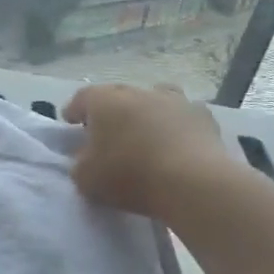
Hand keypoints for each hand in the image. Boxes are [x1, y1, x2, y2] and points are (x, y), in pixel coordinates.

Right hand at [63, 83, 232, 219]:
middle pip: (117, 96)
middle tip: (108, 133)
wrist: (193, 182)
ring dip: (146, 111)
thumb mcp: (87, 179)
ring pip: (153, 98)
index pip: (81, 98)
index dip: (74, 111)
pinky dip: (178, 125)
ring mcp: (173, 100)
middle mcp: (136, 91)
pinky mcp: (203, 116)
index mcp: (103, 100)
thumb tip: (85, 158)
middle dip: (110, 111)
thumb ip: (80, 165)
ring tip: (146, 133)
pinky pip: (183, 115)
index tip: (70, 125)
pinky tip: (179, 143)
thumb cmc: (130, 175)